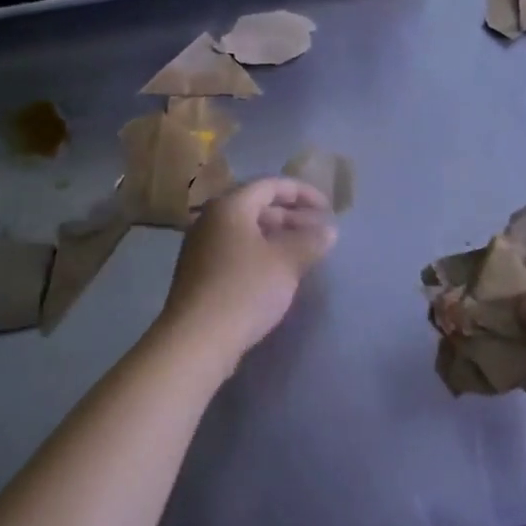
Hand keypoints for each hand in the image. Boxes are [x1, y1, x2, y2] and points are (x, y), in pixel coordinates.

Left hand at [155, 177, 336, 368]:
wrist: (197, 339)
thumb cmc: (244, 289)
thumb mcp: (286, 262)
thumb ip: (310, 241)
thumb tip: (328, 231)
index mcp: (229, 206)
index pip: (270, 185)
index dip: (302, 192)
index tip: (328, 208)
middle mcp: (211, 219)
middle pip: (257, 206)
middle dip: (291, 216)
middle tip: (319, 232)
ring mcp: (201, 247)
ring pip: (247, 230)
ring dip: (277, 236)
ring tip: (304, 252)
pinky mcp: (199, 273)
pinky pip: (236, 250)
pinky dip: (261, 252)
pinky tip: (278, 272)